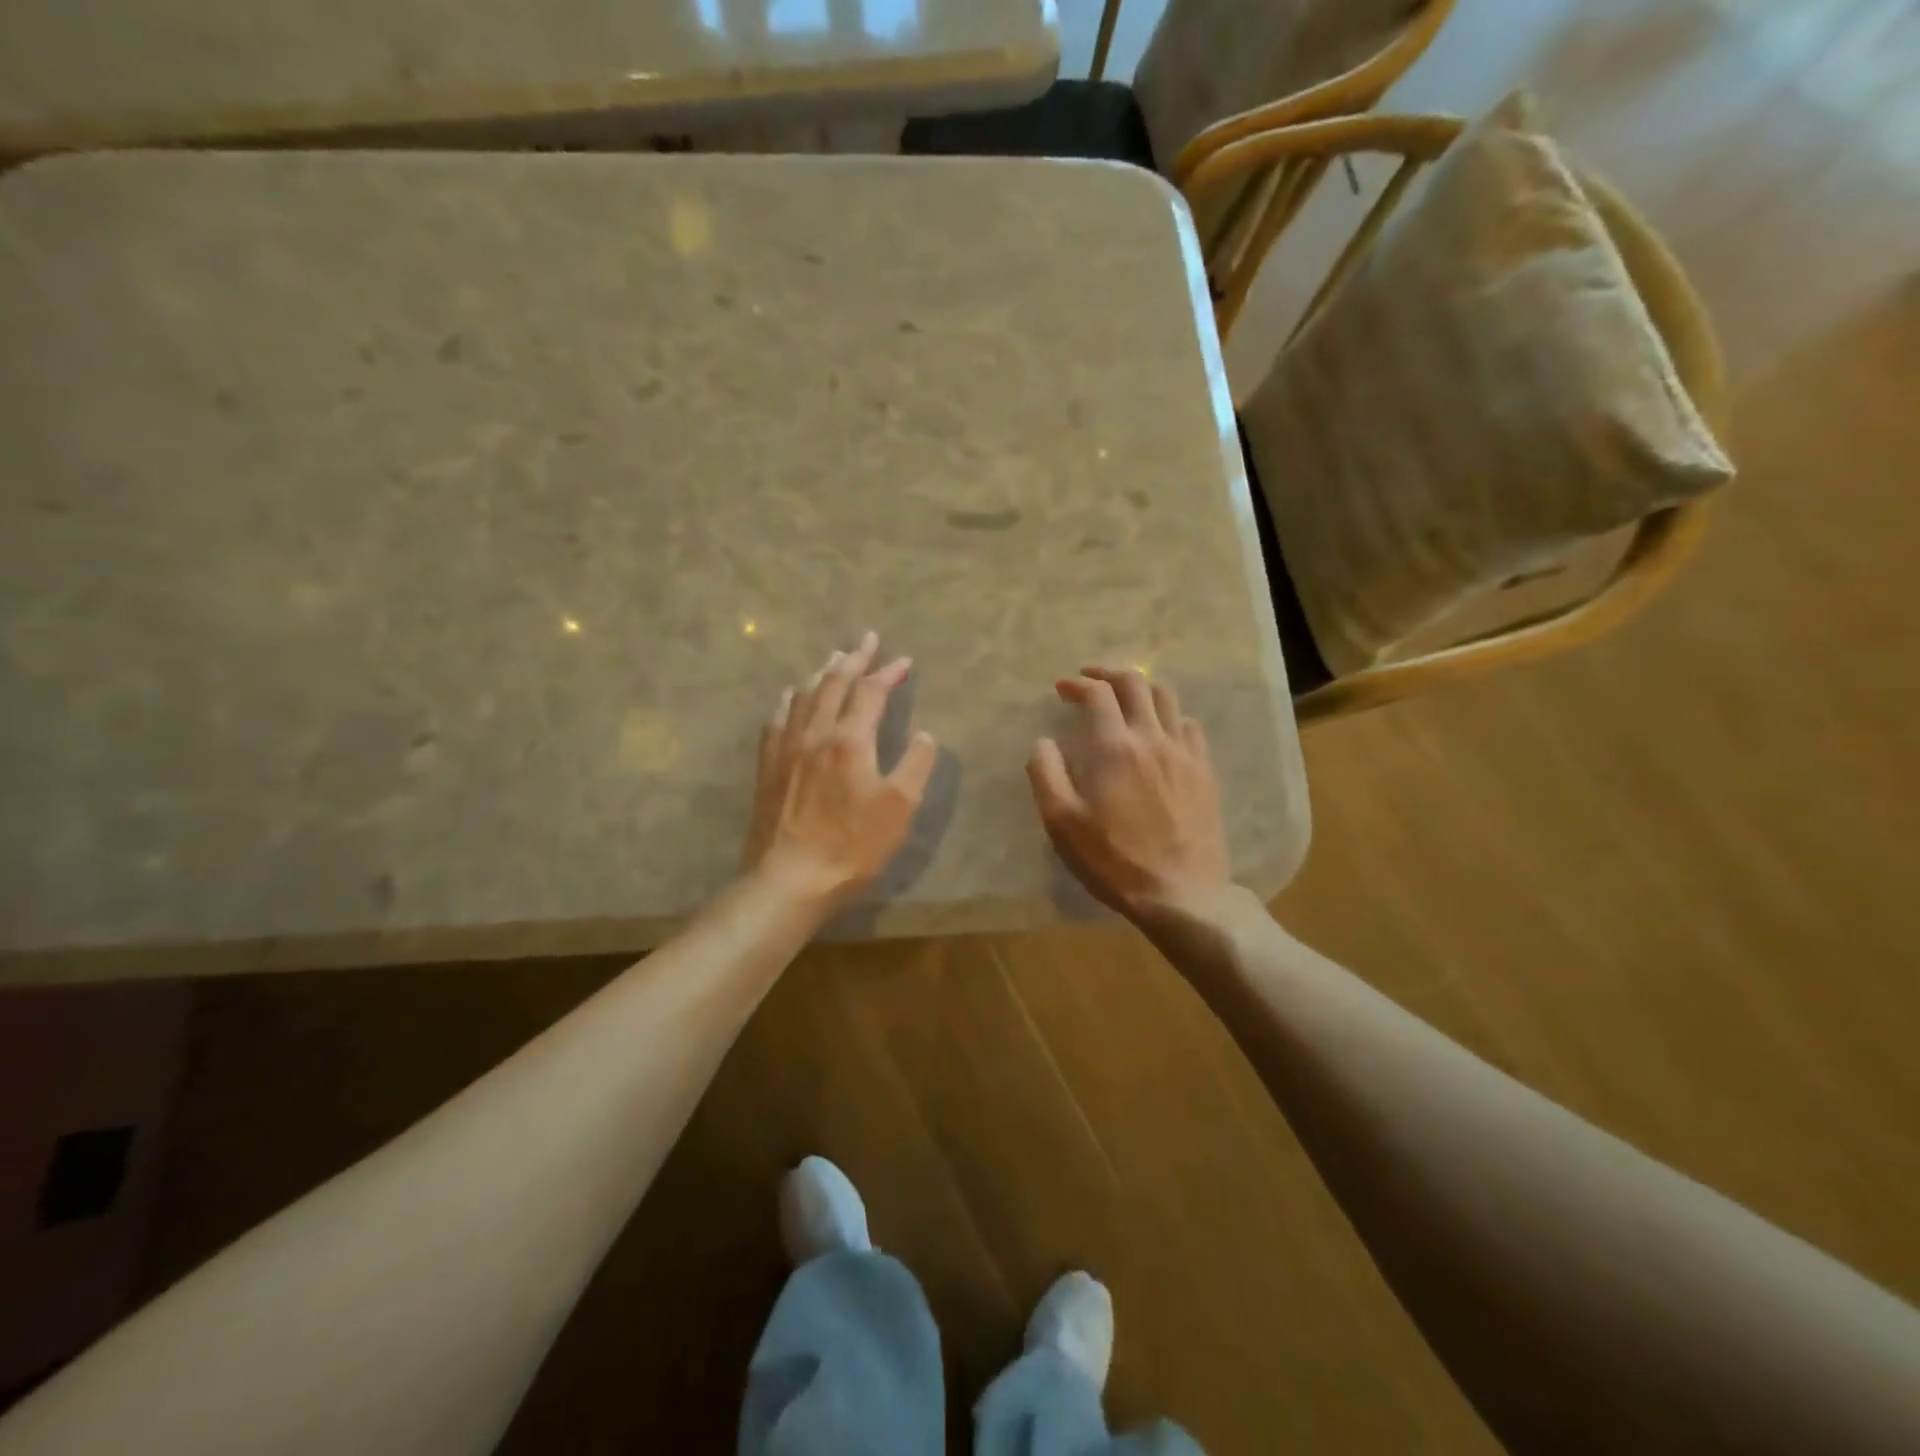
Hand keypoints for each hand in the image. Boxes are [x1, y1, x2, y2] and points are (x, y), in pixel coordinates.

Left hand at [743, 632, 938, 911]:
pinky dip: (790, 698)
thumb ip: (916, 763)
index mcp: (850, 739)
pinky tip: (792, 695)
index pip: (871, 691)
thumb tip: (924, 734)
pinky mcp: (768, 766)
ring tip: (835, 660)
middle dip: (854, 658)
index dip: (889, 673)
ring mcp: (786, 747)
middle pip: (834, 683)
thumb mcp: (900, 808)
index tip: (904, 661)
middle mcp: (815, 732)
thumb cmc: (853, 846)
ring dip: (823, 673)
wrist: (790, 878)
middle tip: (867, 640)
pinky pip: (778, 718)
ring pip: (804, 695)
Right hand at [1027, 667, 1234, 922]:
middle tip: (1091, 678)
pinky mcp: (1205, 771)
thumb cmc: (1113, 860)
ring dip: (1141, 688)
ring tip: (1125, 697)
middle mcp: (1152, 738)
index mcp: (1115, 748)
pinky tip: (1160, 729)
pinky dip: (1169, 714)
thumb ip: (1046, 774)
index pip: (1098, 694)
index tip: (1062, 689)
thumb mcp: (1061, 822)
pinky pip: (1189, 725)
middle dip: (1109, 673)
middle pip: (1136, 683)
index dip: (1077, 684)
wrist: (1181, 893)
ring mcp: (1184, 753)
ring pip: (1167, 698)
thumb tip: (1044, 742)